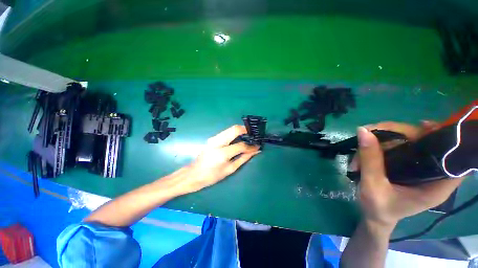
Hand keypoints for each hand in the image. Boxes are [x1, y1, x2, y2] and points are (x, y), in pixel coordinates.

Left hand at [182, 125, 259, 192]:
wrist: (193, 174)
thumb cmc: (212, 176)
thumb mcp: (230, 169)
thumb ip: (243, 158)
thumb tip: (255, 151)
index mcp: (222, 153)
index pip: (241, 145)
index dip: (251, 146)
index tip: (257, 146)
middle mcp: (217, 142)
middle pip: (234, 129)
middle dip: (245, 130)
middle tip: (253, 136)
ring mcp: (213, 138)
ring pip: (230, 129)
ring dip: (240, 131)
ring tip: (247, 137)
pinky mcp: (212, 138)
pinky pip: (226, 132)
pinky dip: (234, 133)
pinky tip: (238, 139)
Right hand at [352, 121, 463, 226]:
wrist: (374, 216)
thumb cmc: (378, 208)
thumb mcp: (372, 185)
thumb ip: (370, 159)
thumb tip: (363, 131)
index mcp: (436, 185)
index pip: (452, 157)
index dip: (442, 137)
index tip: (422, 126)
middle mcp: (432, 173)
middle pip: (422, 142)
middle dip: (393, 135)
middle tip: (367, 137)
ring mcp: (419, 167)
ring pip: (404, 142)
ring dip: (378, 144)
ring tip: (358, 159)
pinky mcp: (407, 165)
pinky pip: (396, 147)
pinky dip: (378, 147)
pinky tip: (364, 155)